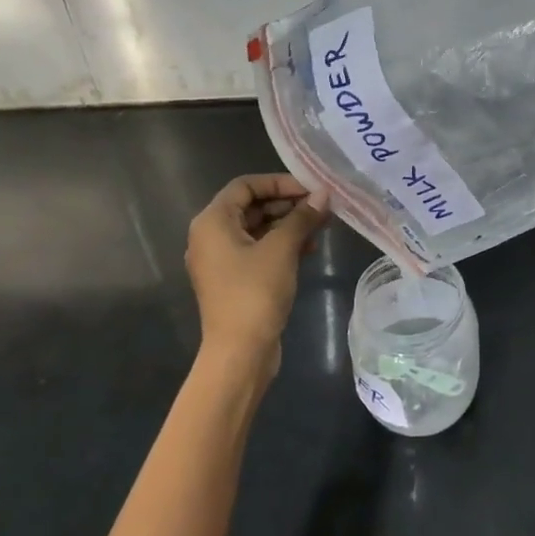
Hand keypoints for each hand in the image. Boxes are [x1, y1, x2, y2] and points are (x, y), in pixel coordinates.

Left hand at [185, 173, 329, 379]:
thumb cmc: (255, 292)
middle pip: (251, 206)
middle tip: (321, 207)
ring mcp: (220, 260)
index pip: (245, 185)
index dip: (279, 182)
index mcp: (212, 222)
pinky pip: (257, 250)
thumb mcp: (282, 249)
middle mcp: (210, 236)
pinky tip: (308, 248)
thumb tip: (324, 195)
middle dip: (288, 204)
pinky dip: (281, 244)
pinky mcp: (233, 279)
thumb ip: (302, 217)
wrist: (239, 353)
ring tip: (321, 226)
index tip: (311, 189)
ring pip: (257, 228)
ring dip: (288, 224)